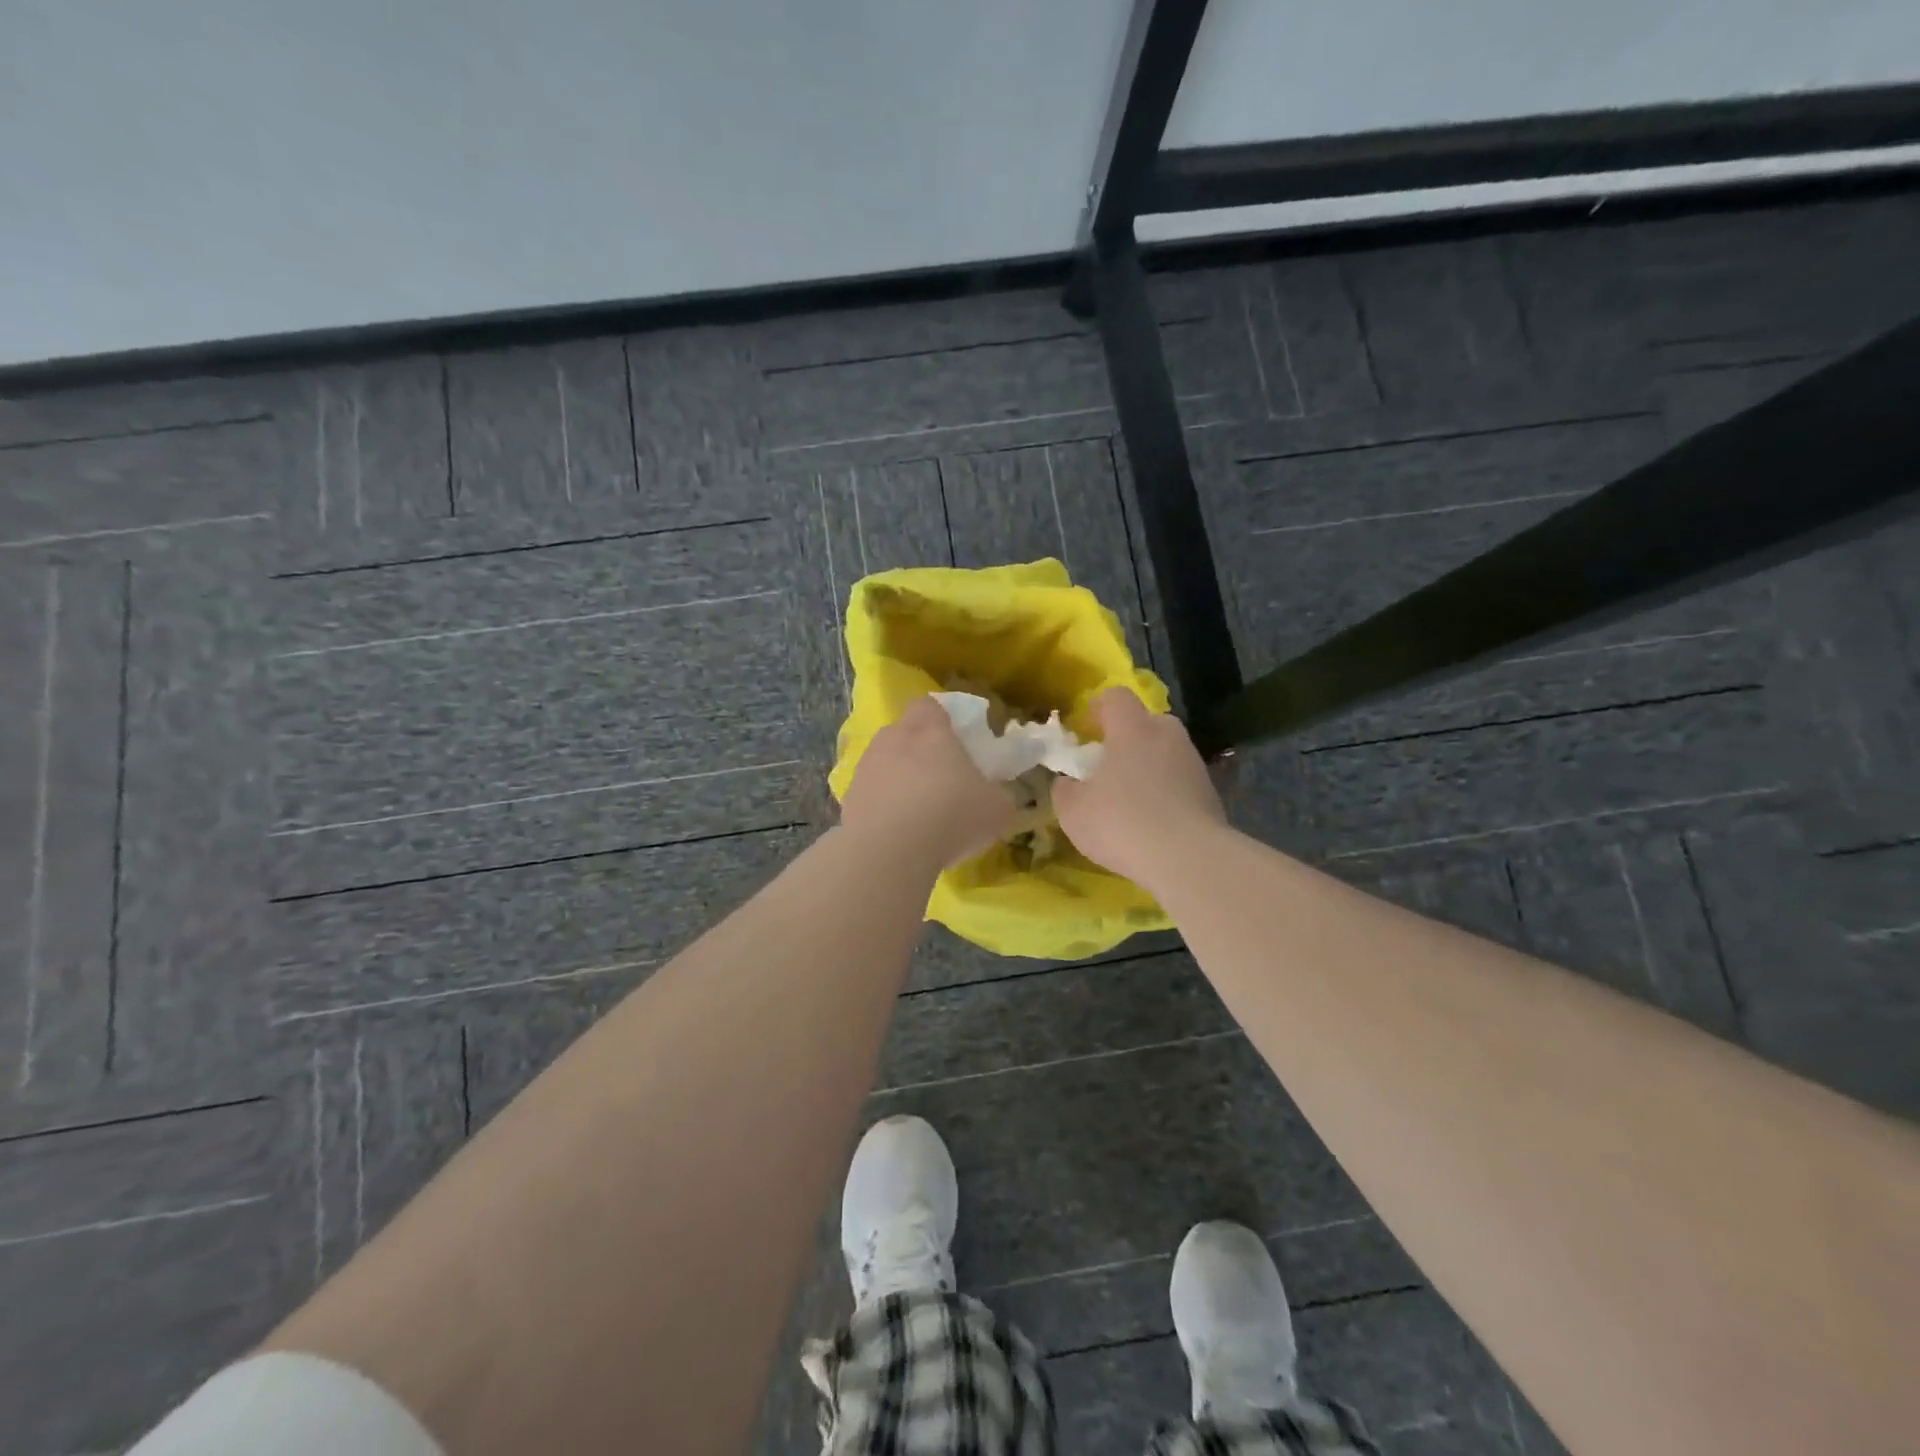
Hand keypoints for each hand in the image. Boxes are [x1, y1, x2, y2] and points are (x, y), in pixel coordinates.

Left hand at [840, 697, 1016, 868]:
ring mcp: (866, 768)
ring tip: (918, 812)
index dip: (942, 720)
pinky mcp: (848, 799)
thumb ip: (998, 794)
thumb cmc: (952, 815)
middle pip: (904, 733)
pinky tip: (898, 833)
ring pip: (884, 764)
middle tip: (941, 779)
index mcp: (929, 730)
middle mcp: (892, 739)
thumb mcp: (997, 808)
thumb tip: (997, 796)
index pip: (930, 705)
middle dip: (919, 751)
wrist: (890, 851)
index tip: (957, 742)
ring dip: (899, 779)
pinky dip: (883, 807)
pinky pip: (870, 795)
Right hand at [1054, 688, 1224, 886]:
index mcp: (1132, 728)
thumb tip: (1069, 783)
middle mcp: (1167, 735)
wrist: (1189, 858)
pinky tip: (1154, 822)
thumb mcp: (1073, 810)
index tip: (1084, 731)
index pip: (1116, 697)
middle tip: (1108, 766)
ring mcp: (1194, 763)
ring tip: (1131, 799)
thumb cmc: (1122, 822)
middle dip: (1126, 738)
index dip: (1097, 708)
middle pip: (1146, 722)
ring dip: (1148, 767)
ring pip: (1165, 752)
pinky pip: (1180, 781)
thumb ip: (1065, 789)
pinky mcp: (1211, 792)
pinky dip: (1166, 792)